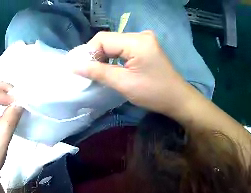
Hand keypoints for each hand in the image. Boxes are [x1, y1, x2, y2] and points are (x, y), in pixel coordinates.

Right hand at [75, 31, 190, 114]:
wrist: (178, 100)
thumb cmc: (154, 93)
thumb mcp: (123, 83)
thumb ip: (97, 71)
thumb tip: (73, 65)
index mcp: (137, 41)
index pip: (102, 39)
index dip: (89, 52)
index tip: (82, 69)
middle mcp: (140, 35)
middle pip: (108, 39)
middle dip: (96, 55)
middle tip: (89, 72)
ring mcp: (144, 39)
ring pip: (114, 43)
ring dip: (104, 56)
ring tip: (98, 72)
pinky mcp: (145, 46)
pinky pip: (123, 47)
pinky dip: (114, 57)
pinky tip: (112, 67)